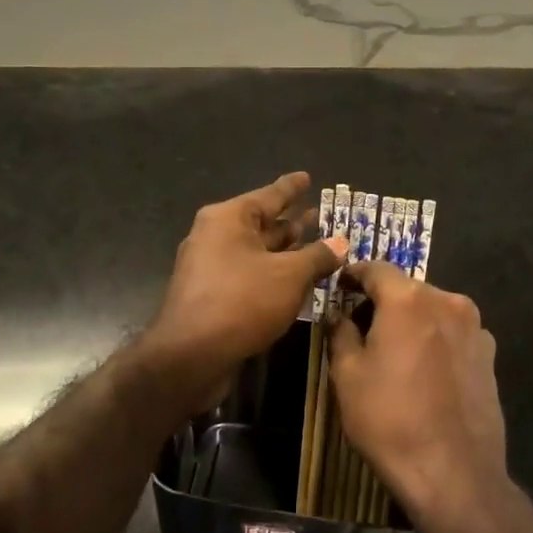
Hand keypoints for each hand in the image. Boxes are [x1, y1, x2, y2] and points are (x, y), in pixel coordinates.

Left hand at [140, 171, 346, 410]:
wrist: (191, 356)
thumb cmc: (242, 301)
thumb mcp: (289, 275)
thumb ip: (317, 256)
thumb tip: (341, 243)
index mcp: (228, 219)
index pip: (269, 195)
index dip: (291, 187)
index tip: (306, 176)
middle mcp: (215, 236)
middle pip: (262, 224)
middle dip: (292, 222)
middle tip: (321, 216)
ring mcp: (211, 268)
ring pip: (257, 252)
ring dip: (286, 251)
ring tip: (317, 247)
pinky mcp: (212, 296)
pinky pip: (249, 275)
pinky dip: (273, 275)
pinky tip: (296, 282)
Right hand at [327, 259, 507, 523]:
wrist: (454, 471)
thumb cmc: (389, 419)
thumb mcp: (347, 375)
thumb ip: (341, 333)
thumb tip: (341, 316)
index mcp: (409, 299)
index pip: (376, 269)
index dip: (354, 274)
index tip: (340, 285)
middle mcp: (447, 301)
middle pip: (408, 289)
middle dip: (383, 301)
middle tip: (361, 325)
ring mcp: (475, 328)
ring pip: (433, 311)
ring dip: (412, 321)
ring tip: (394, 351)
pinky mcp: (490, 355)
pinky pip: (454, 334)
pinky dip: (435, 340)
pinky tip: (425, 371)